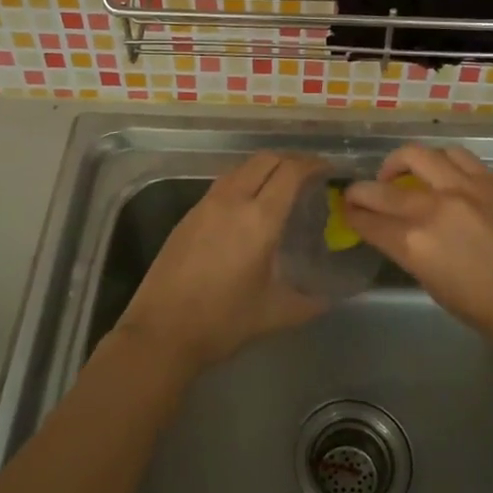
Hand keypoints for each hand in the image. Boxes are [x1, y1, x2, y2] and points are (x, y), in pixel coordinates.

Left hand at [116, 151, 328, 374]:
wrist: (161, 332)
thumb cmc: (222, 322)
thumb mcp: (275, 314)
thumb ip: (310, 303)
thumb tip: (330, 298)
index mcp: (258, 219)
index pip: (290, 172)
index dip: (312, 164)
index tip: (328, 170)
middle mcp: (232, 201)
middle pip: (264, 160)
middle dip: (290, 160)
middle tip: (308, 176)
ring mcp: (205, 205)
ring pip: (240, 168)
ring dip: (264, 168)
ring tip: (280, 187)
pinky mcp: (188, 216)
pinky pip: (222, 185)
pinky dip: (243, 182)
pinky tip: (248, 207)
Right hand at [343, 144, 492, 353]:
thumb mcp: (438, 290)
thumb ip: (413, 255)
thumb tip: (401, 236)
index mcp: (415, 245)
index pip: (368, 221)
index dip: (352, 215)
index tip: (346, 212)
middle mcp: (433, 207)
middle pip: (381, 187)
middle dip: (361, 190)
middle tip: (358, 193)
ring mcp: (465, 187)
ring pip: (418, 155)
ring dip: (399, 163)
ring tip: (399, 174)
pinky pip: (456, 157)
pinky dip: (439, 161)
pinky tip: (441, 172)